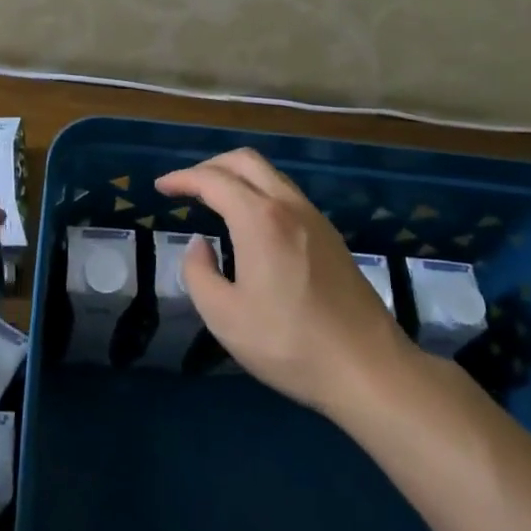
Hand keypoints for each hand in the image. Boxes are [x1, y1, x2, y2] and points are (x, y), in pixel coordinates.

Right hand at [156, 149, 418, 418]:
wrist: (369, 369)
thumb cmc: (289, 343)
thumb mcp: (224, 316)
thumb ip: (199, 273)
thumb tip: (200, 245)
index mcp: (259, 219)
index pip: (212, 180)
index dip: (182, 179)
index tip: (161, 188)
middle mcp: (288, 206)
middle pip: (245, 161)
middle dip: (210, 166)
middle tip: (186, 187)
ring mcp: (315, 219)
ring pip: (270, 175)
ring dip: (237, 177)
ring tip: (214, 201)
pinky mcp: (331, 237)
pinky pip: (287, 194)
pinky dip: (259, 192)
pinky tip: (251, 223)